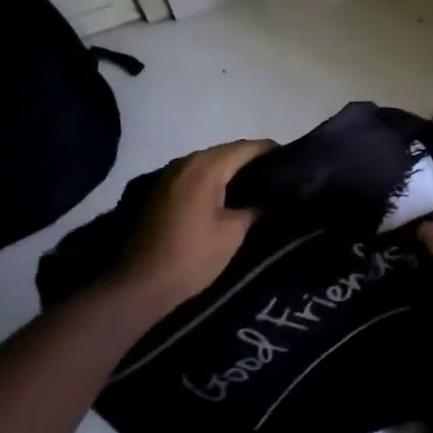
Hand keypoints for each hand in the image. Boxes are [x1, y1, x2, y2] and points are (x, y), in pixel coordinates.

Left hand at [115, 139, 273, 308]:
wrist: (138, 286)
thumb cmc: (192, 257)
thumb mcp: (233, 233)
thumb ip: (254, 207)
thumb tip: (269, 198)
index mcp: (206, 167)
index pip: (248, 147)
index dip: (273, 152)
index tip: (294, 163)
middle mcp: (186, 162)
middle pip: (229, 151)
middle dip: (254, 161)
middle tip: (279, 177)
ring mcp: (170, 175)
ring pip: (211, 162)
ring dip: (233, 170)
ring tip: (258, 187)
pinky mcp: (161, 190)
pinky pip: (196, 175)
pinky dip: (215, 180)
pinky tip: (228, 197)